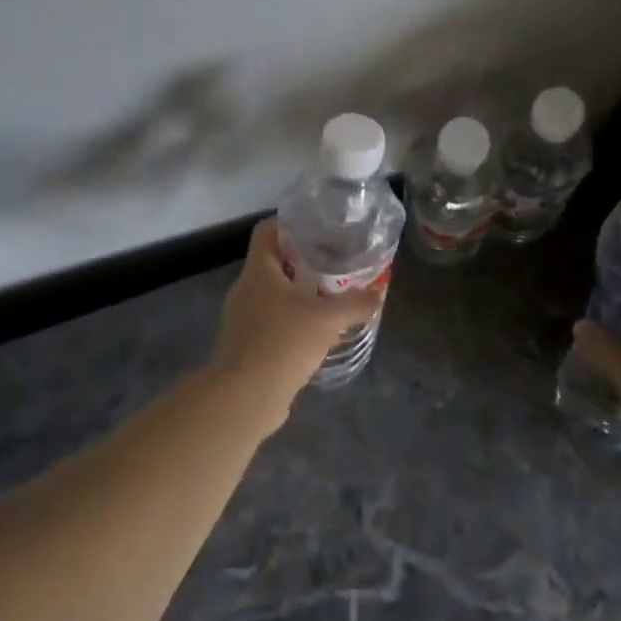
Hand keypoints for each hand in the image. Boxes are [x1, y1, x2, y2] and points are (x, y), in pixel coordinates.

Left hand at [208, 218, 387, 398]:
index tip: (317, 227)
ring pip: (272, 295)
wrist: (245, 397)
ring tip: (330, 297)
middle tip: (334, 263)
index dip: (289, 223)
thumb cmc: (283, 342)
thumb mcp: (328, 319)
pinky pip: (271, 322)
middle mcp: (245, 289)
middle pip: (272, 263)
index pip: (266, 231)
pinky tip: (316, 333)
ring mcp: (242, 319)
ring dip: (298, 294)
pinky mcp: (246, 346)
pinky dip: (292, 321)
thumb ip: (355, 303)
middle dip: (302, 261)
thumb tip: (379, 293)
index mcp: (258, 271)